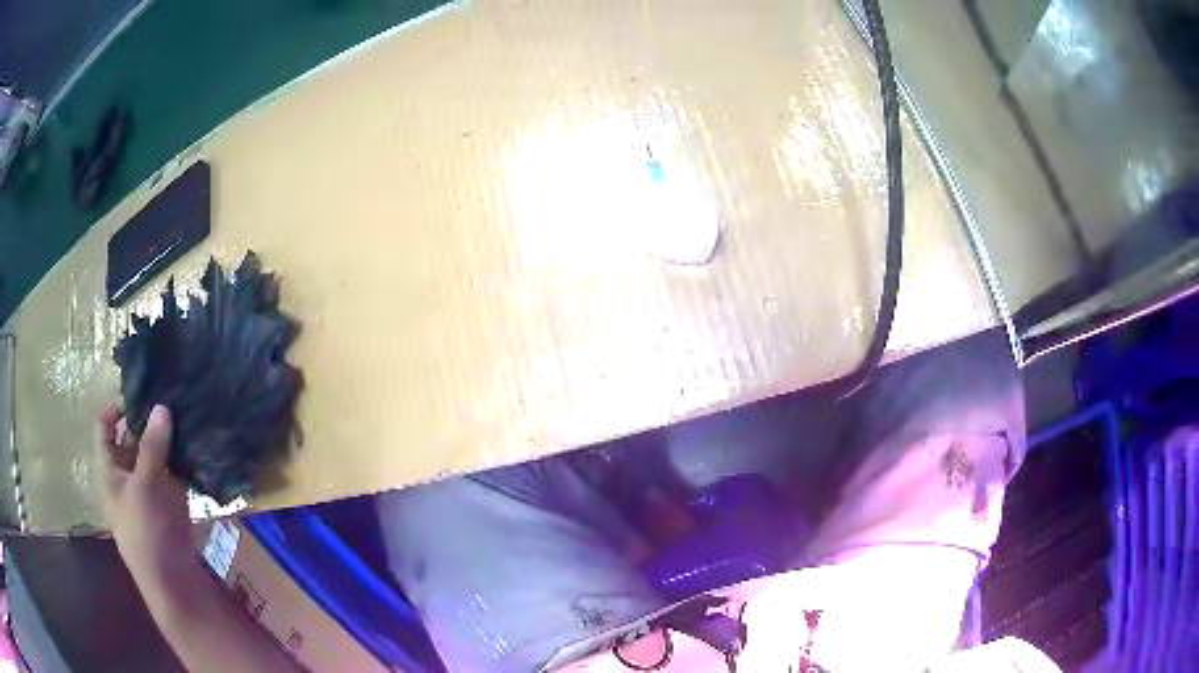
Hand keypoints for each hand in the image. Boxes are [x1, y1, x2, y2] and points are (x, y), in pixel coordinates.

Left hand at [97, 403, 193, 583]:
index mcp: (110, 468)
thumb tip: (162, 405)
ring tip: (187, 410)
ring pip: (156, 451)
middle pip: (132, 435)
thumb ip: (152, 448)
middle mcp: (127, 471)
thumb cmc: (145, 533)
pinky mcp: (171, 497)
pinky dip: (183, 455)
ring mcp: (150, 484)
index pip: (105, 426)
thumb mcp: (143, 487)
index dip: (117, 407)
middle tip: (170, 396)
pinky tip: (196, 439)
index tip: (140, 394)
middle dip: (148, 418)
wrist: (173, 580)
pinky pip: (175, 468)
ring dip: (168, 436)